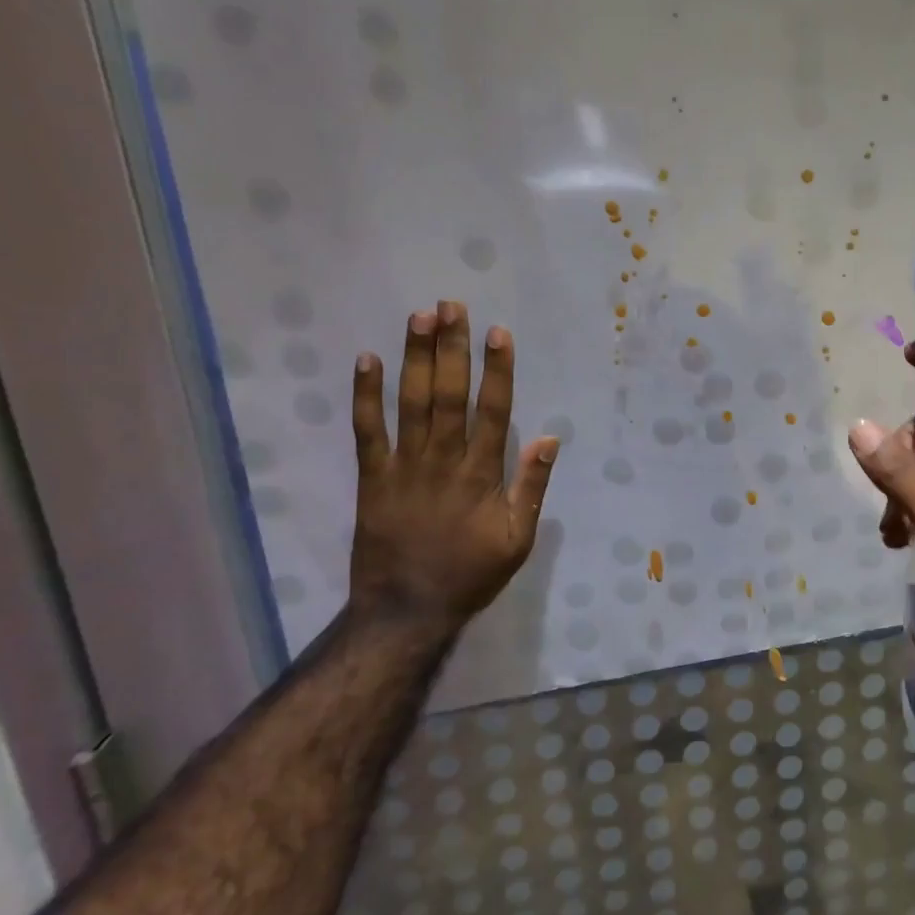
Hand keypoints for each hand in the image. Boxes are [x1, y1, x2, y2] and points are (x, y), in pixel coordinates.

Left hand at [347, 301, 558, 635]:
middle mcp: (443, 461)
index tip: (498, 332)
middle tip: (452, 305)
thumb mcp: (518, 540)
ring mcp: (404, 467)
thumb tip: (549, 438)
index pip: (493, 411)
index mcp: (482, 475)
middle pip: (449, 395)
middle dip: (452, 348)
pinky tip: (367, 360)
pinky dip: (366, 396)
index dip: (497, 370)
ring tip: (420, 316)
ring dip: (416, 358)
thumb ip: (532, 488)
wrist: (407, 610)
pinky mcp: (372, 478)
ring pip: (411, 403)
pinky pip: (367, 431)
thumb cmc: (471, 574)